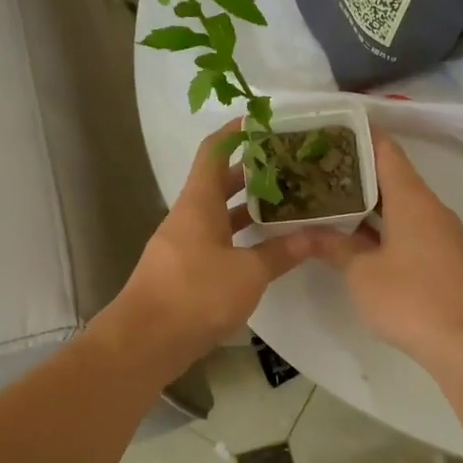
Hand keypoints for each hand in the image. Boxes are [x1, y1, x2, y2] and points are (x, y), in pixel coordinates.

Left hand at [101, 121, 326, 373]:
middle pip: (219, 182)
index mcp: (198, 202)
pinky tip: (266, 246)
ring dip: (248, 208)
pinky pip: (215, 242)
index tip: (264, 121)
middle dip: (253, 172)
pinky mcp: (184, 272)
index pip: (214, 151)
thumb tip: (317, 236)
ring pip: (219, 215)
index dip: (236, 131)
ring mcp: (183, 245)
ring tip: (288, 202)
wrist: (145, 341)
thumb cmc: (195, 294)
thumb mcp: (248, 273)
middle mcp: (188, 217)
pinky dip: (240, 238)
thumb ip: (281, 252)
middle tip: (291, 166)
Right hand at [318, 133, 462, 366]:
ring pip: (399, 204)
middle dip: (355, 170)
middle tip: (316, 166)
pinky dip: (381, 223)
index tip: (329, 127)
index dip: (359, 135)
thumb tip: (303, 232)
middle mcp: (429, 207)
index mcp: (411, 198)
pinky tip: (355, 234)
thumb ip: (333, 246)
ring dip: (367, 200)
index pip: (385, 150)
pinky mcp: (442, 257)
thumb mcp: (361, 272)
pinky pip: (407, 226)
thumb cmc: (409, 298)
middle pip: (392, 175)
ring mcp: (439, 233)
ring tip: (328, 197)